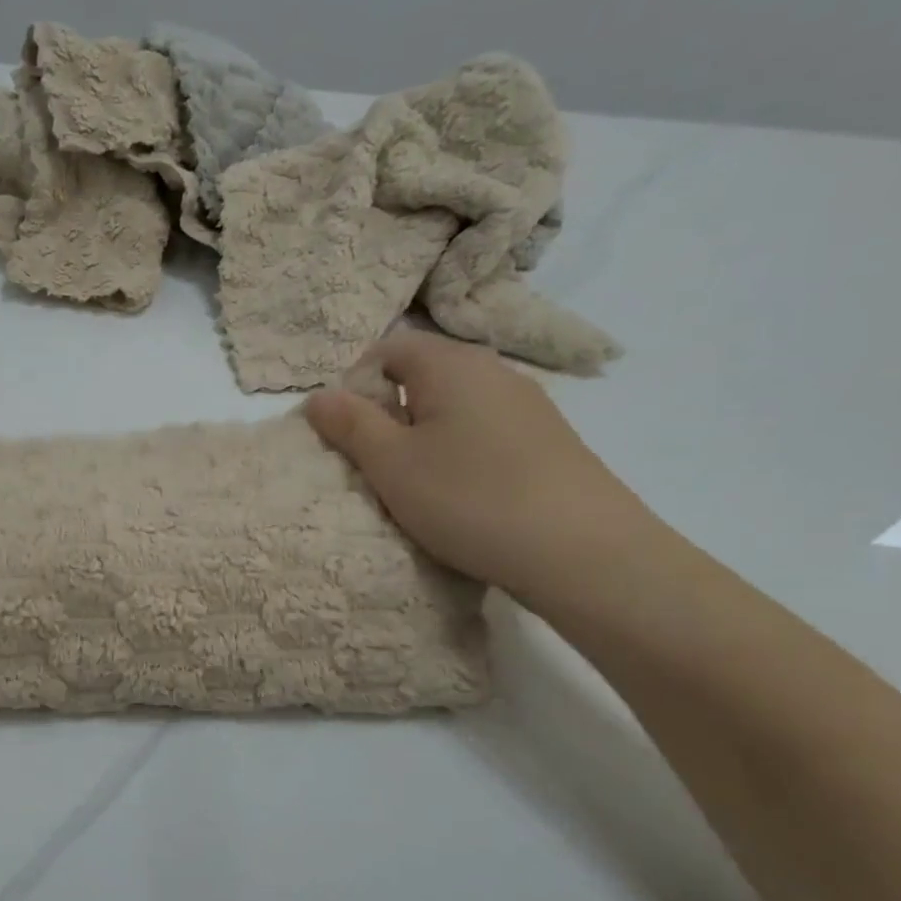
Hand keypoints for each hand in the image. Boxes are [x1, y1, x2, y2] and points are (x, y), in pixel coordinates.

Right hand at [304, 331, 654, 604]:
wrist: (582, 552)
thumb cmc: (469, 497)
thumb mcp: (391, 464)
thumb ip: (350, 424)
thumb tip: (318, 396)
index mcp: (451, 365)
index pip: (388, 348)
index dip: (356, 383)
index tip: (346, 430)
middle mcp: (493, 372)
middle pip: (423, 375)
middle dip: (388, 411)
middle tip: (374, 461)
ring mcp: (528, 406)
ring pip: (454, 406)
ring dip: (423, 434)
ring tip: (415, 482)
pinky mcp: (548, 440)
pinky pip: (484, 430)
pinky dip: (459, 451)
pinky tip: (462, 493)